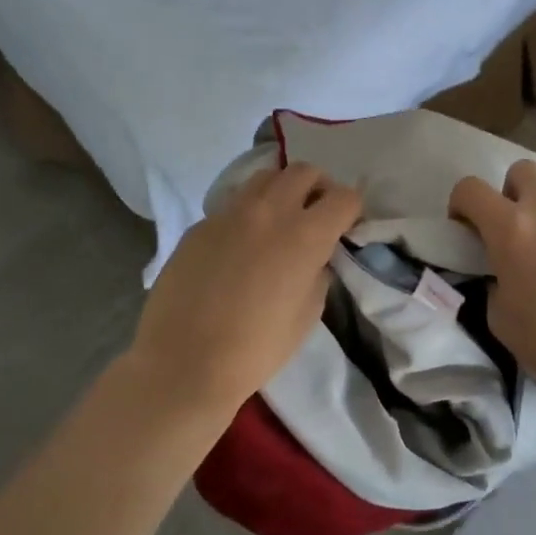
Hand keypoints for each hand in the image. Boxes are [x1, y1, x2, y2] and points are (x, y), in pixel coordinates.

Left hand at [129, 163, 361, 412]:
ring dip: (281, 191)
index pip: (344, 197)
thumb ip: (318, 272)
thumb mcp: (308, 313)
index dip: (351, 210)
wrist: (183, 363)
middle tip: (316, 214)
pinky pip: (232, 206)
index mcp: (305, 235)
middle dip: (319, 188)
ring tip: (279, 220)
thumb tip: (315, 256)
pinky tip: (240, 247)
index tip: (346, 227)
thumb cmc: (256, 348)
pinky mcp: (200, 225)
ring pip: (265, 178)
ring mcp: (229, 214)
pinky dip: (247, 215)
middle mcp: (269, 211)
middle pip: (304, 172)